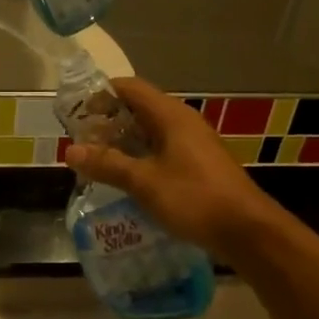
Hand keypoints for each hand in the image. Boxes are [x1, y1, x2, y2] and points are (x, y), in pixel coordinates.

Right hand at [64, 79, 282, 258]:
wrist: (248, 231)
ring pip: (152, 130)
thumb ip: (107, 164)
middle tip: (82, 140)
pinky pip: (163, 149)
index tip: (77, 112)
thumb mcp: (144, 182)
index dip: (101, 94)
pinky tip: (128, 178)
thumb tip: (70, 151)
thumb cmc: (194, 198)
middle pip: (140, 108)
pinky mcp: (200, 163)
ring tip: (98, 160)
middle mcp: (183, 121)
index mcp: (170, 115)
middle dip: (109, 120)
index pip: (130, 87)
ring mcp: (194, 142)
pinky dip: (142, 156)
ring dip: (125, 141)